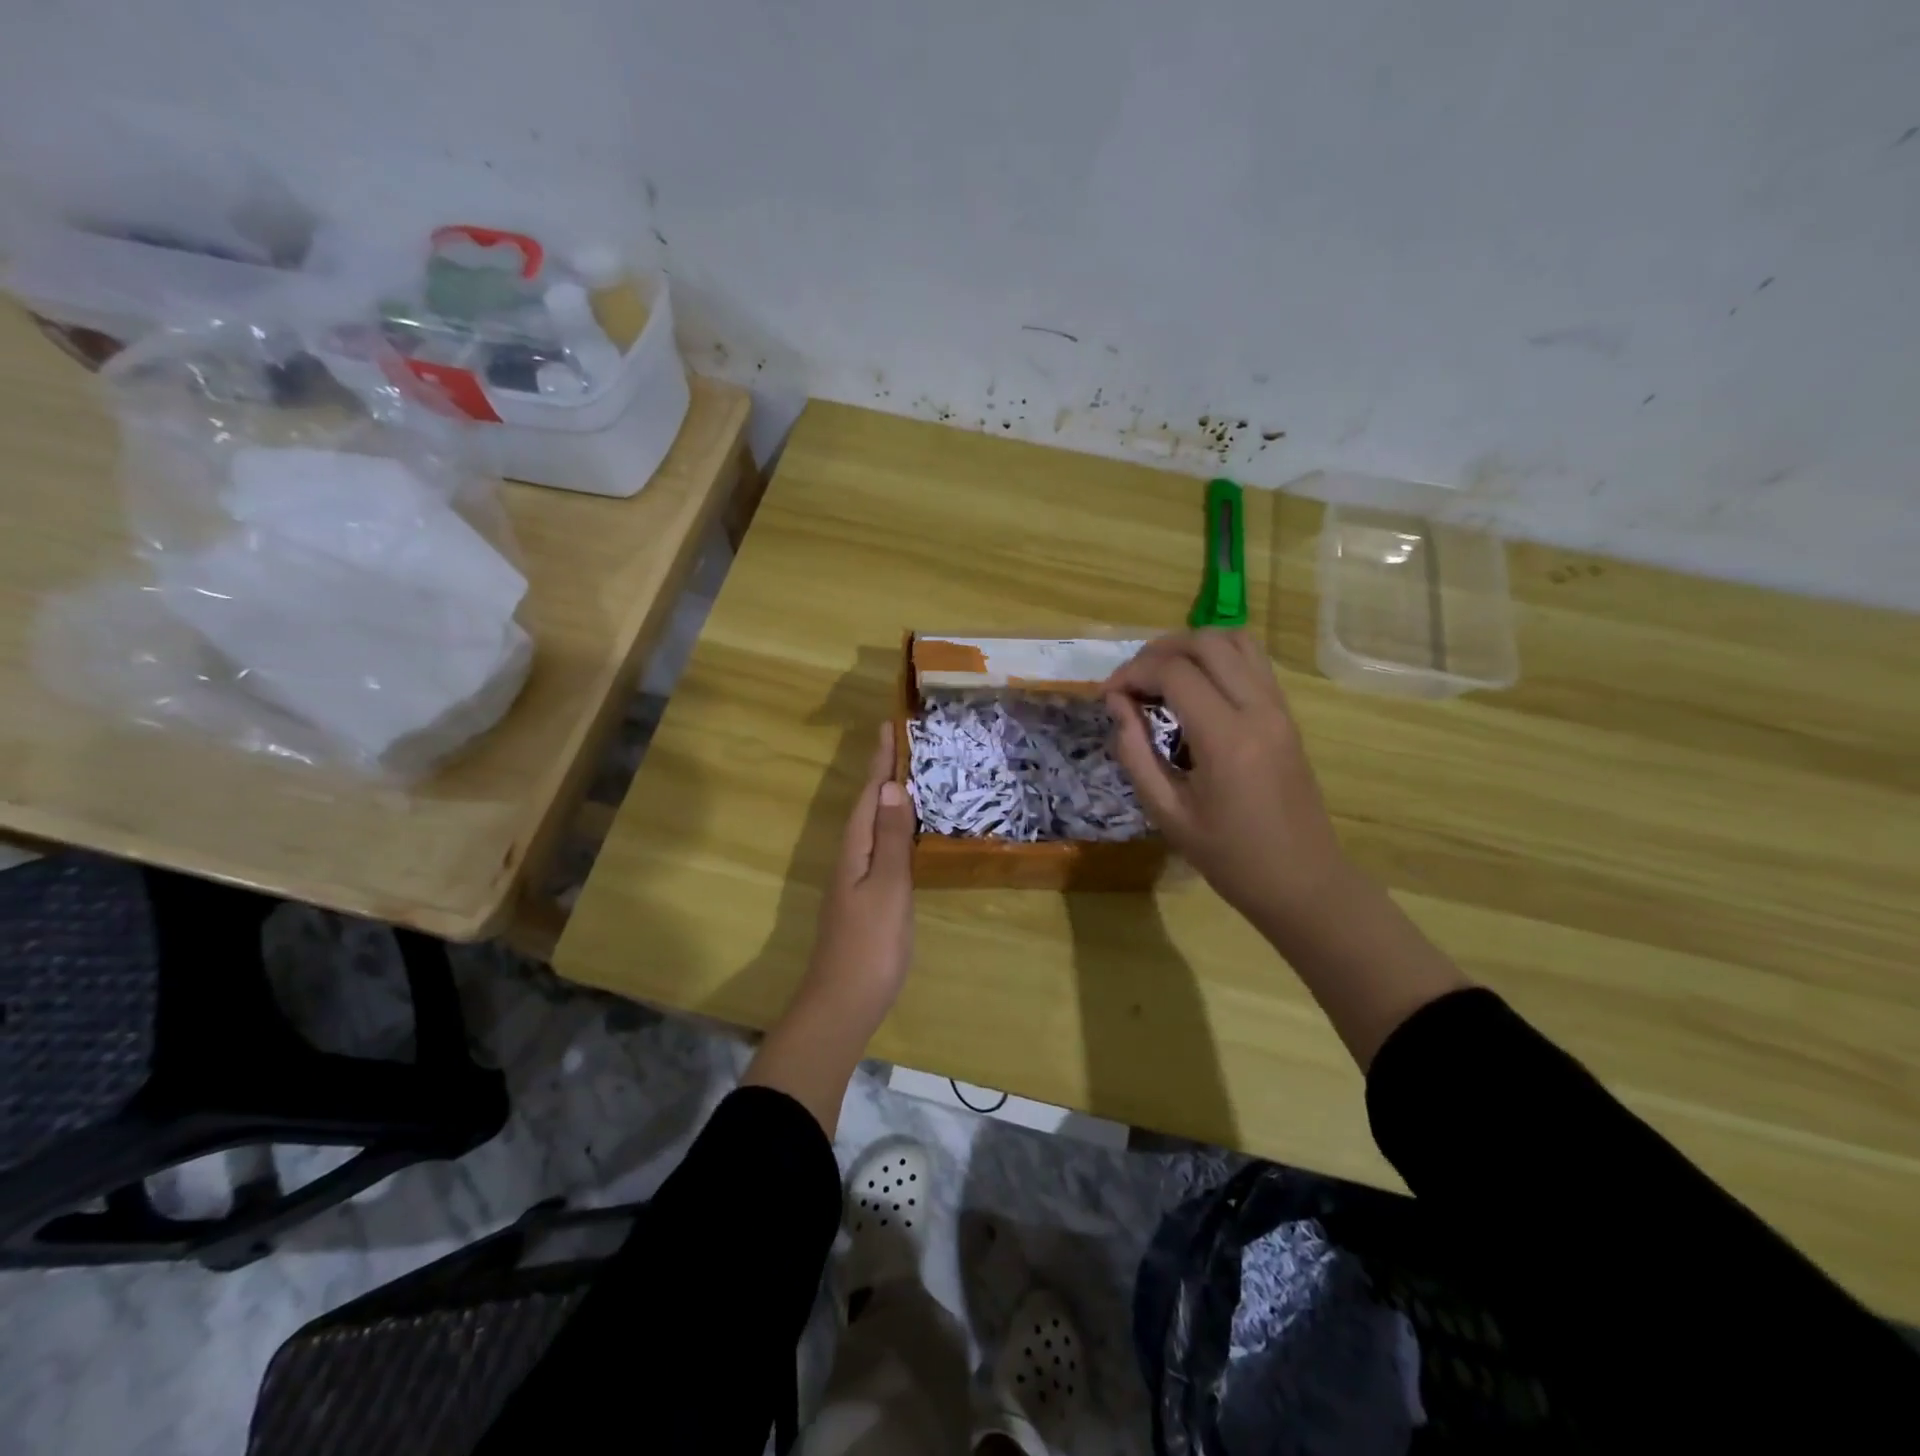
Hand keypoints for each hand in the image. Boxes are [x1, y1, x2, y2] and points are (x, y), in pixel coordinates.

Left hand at [803, 720, 915, 1013]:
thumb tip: (889, 786)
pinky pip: (879, 847)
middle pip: (866, 805)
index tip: (888, 725)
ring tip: (907, 775)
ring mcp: (855, 879)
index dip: (880, 761)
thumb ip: (889, 838)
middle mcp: (851, 857)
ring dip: (886, 798)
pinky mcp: (865, 898)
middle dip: (882, 773)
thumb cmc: (871, 943)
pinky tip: (904, 833)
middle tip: (902, 742)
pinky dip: (891, 828)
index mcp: (854, 848)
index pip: (869, 794)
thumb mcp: (886, 887)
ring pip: (871, 826)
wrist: (844, 1002)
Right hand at [1105, 630, 1352, 937]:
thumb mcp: (1167, 813)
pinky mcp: (1287, 715)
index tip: (1107, 695)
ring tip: (1161, 675)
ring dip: (1191, 646)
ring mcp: (1279, 708)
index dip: (1132, 673)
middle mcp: (1258, 710)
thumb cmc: (1229, 858)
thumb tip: (1116, 704)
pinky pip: (1252, 661)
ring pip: (1235, 640)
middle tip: (1130, 682)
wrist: (1302, 881)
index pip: (1174, 673)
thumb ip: (1135, 753)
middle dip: (1158, 651)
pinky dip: (1217, 658)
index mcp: (1227, 739)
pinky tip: (1194, 687)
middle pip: (1206, 642)